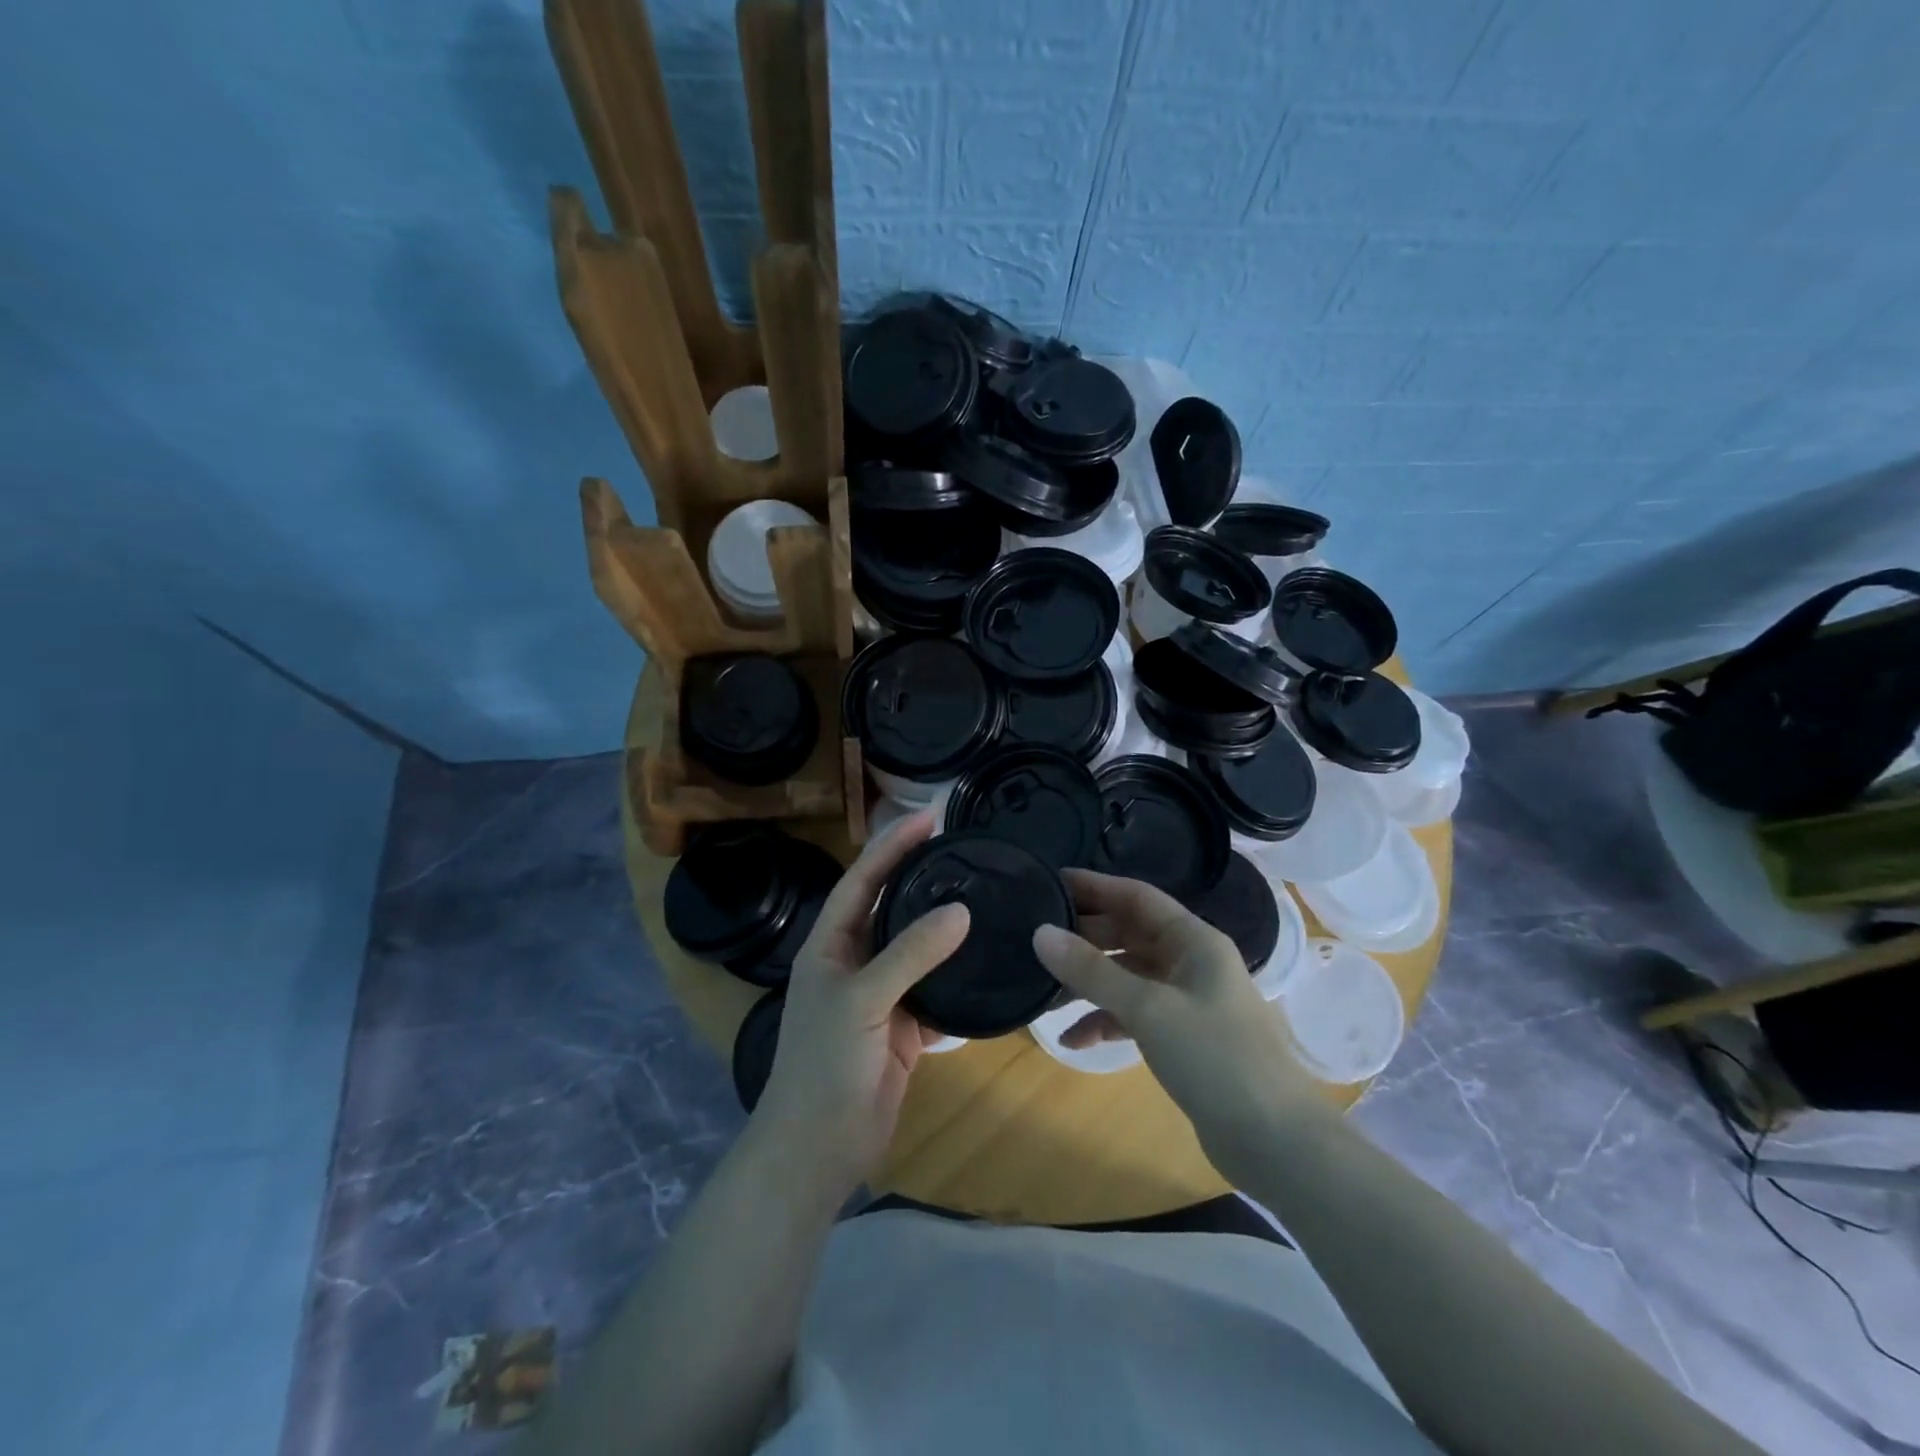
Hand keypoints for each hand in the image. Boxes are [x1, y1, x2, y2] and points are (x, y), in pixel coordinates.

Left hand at [754, 810, 968, 1195]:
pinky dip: (958, 975)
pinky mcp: (905, 1026)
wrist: (819, 1148)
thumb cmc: (825, 1065)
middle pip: (891, 906)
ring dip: (944, 925)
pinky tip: (988, 959)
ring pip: (917, 948)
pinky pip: (936, 989)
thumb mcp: (863, 1000)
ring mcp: (881, 995)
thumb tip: (960, 911)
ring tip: (983, 893)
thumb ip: (910, 953)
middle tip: (962, 846)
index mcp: (829, 944)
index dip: (892, 845)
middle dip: (921, 875)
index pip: (862, 879)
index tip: (930, 817)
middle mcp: (854, 961)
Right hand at [1032, 869, 1319, 1177]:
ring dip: (1091, 983)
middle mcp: (1193, 962)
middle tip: (1038, 938)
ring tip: (1046, 991)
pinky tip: (1074, 1040)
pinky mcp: (1184, 1037)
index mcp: (1194, 941)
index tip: (1052, 880)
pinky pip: (1136, 1015)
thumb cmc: (1215, 1057)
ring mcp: (1189, 1001)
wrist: (1276, 1141)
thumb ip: (1092, 971)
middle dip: (1086, 937)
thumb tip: (1040, 932)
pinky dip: (1106, 1021)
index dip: (1095, 886)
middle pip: (1131, 934)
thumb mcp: (1148, 1008)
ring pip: (1129, 976)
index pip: (1137, 896)